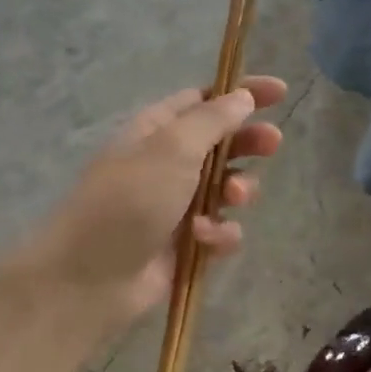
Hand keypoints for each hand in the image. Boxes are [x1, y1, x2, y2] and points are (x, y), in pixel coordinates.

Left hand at [2, 76, 285, 333]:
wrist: (90, 278)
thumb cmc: (128, 201)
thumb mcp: (172, 149)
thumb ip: (213, 120)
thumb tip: (242, 96)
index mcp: (158, 131)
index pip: (206, 100)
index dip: (242, 93)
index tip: (280, 93)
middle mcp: (169, 163)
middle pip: (223, 143)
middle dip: (249, 143)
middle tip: (272, 144)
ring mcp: (178, 205)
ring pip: (229, 188)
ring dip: (239, 190)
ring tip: (232, 199)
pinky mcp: (187, 243)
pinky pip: (222, 229)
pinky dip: (220, 233)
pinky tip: (204, 240)